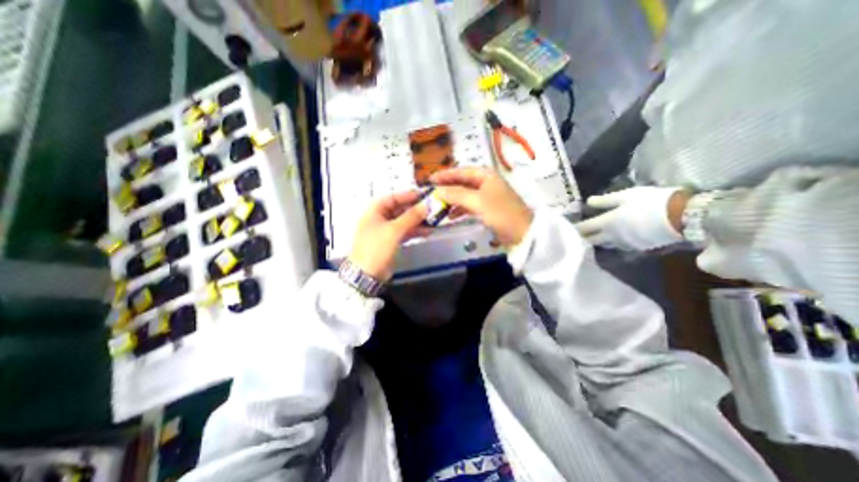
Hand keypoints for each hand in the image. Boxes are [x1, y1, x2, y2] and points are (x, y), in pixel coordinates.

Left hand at [349, 192, 429, 282]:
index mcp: (374, 211)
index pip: (392, 197)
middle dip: (415, 209)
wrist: (366, 274)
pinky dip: (414, 231)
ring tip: (433, 220)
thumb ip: (411, 217)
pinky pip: (404, 232)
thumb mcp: (393, 230)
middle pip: (399, 209)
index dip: (407, 195)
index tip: (423, 196)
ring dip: (417, 221)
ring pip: (403, 221)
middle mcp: (379, 219)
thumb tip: (426, 206)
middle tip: (431, 208)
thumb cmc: (376, 248)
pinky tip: (427, 231)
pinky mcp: (391, 242)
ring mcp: (385, 231)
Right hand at [433, 167, 534, 246]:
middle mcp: (485, 182)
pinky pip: (469, 205)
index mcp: (485, 175)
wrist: (522, 234)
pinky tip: (451, 216)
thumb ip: (456, 194)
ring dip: (452, 200)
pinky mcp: (487, 209)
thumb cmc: (501, 213)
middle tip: (431, 193)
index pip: (461, 171)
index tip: (429, 180)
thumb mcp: (477, 202)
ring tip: (438, 206)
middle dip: (447, 188)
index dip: (444, 175)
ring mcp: (486, 196)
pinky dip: (460, 209)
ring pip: (464, 195)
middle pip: (462, 182)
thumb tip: (437, 191)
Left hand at [572, 186, 689, 249]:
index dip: (573, 229)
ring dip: (594, 242)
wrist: (684, 217)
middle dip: (580, 238)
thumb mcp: (627, 196)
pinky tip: (609, 240)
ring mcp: (624, 244)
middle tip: (572, 236)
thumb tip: (588, 203)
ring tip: (588, 239)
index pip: (583, 228)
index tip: (564, 229)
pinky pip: (617, 246)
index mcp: (606, 222)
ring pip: (603, 245)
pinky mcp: (637, 248)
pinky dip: (610, 243)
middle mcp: (611, 236)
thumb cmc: (652, 202)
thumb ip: (605, 201)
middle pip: (590, 240)